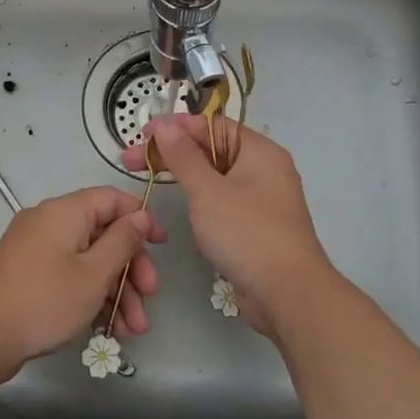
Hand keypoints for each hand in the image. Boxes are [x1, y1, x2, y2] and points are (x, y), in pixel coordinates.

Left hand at [0, 188, 167, 378]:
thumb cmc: (45, 300)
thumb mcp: (94, 274)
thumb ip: (123, 242)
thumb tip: (140, 215)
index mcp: (65, 212)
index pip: (112, 199)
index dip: (140, 219)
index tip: (162, 245)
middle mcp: (49, 223)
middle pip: (102, 234)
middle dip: (131, 268)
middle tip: (149, 298)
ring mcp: (36, 249)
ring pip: (88, 260)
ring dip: (115, 291)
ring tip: (133, 330)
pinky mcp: (28, 274)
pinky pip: (68, 275)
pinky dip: (90, 296)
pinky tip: (108, 329)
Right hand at [123, 114, 336, 335]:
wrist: (288, 294)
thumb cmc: (246, 233)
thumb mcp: (207, 191)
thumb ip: (183, 156)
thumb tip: (164, 124)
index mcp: (259, 151)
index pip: (212, 125)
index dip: (175, 126)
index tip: (141, 135)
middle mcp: (264, 170)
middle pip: (212, 151)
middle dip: (173, 156)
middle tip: (132, 162)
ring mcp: (262, 201)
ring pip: (216, 181)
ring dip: (187, 184)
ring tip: (155, 188)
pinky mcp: (257, 228)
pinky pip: (224, 207)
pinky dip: (203, 209)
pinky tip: (189, 223)